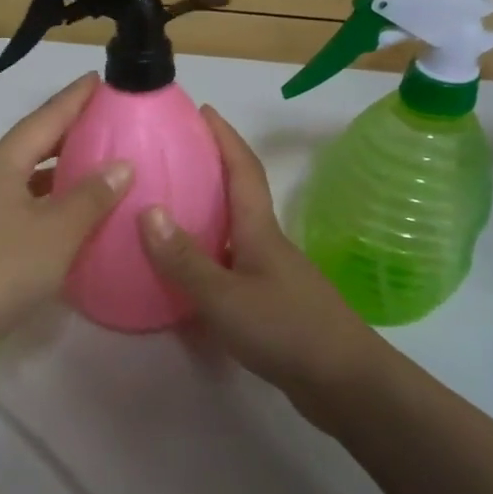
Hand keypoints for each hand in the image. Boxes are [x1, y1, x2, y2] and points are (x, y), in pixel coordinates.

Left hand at [0, 73, 130, 348]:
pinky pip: (18, 203)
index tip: (99, 78)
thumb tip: (121, 165)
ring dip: (57, 168)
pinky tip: (64, 215)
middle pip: (31, 143)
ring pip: (24, 176)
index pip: (44, 118)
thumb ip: (90, 196)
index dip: (74, 99)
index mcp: (2, 163)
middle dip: (67, 131)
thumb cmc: (1, 269)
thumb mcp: (56, 232)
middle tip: (103, 121)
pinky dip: (45, 200)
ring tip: (92, 164)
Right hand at [138, 108, 387, 433]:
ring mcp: (272, 275)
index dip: (224, 137)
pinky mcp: (272, 303)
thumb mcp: (225, 295)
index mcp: (260, 231)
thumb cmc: (285, 329)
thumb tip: (147, 211)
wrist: (345, 383)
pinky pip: (231, 266)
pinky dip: (208, 258)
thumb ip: (185, 258)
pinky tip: (186, 274)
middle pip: (239, 196)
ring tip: (168, 210)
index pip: (243, 170)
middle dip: (211, 170)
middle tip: (171, 159)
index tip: (203, 110)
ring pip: (234, 233)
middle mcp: (267, 244)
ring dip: (206, 216)